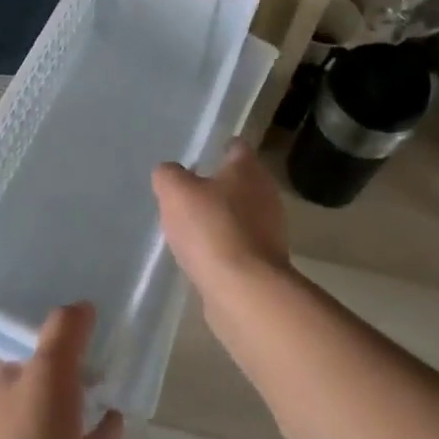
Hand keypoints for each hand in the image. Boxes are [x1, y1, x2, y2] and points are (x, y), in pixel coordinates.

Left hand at [0, 303, 122, 438]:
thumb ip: (66, 331)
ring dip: (78, 405)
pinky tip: (119, 419)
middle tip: (86, 355)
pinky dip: (99, 435)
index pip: (2, 364)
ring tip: (108, 381)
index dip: (23, 351)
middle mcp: (7, 423)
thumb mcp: (50, 366)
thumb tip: (81, 306)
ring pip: (58, 421)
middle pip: (31, 392)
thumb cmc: (33, 433)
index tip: (53, 337)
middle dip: (54, 377)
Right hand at [153, 139, 290, 298]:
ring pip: (241, 215)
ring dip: (221, 218)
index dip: (217, 148)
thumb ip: (168, 175)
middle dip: (217, 186)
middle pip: (240, 182)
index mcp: (248, 170)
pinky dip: (224, 246)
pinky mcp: (265, 262)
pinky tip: (203, 255)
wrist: (244, 291)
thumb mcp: (175, 192)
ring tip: (191, 226)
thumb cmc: (211, 228)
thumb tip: (169, 173)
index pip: (236, 147)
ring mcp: (270, 231)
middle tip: (188, 193)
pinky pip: (240, 245)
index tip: (198, 156)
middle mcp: (266, 194)